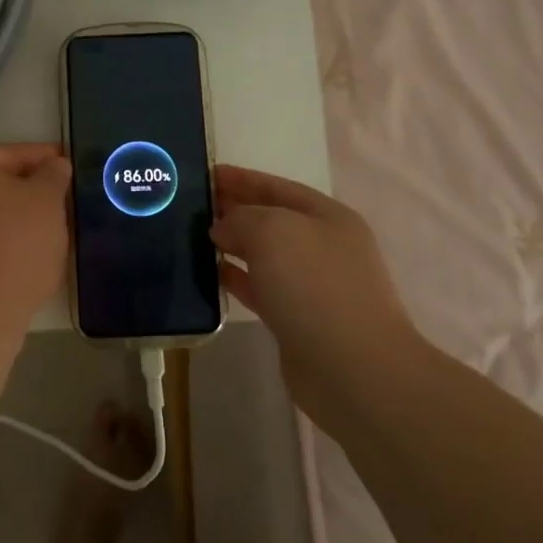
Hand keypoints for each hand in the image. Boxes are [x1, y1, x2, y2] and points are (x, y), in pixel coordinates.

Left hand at [0, 143, 71, 322]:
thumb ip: (53, 175)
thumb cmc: (15, 243)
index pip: (9, 153)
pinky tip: (21, 251)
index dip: (42, 157)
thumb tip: (54, 165)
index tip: (65, 164)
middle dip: (25, 186)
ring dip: (10, 214)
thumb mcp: (47, 200)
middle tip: (57, 196)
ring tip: (45, 227)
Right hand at [212, 166, 420, 423]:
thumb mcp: (272, 231)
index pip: (276, 186)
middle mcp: (323, 246)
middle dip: (233, 209)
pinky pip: (259, 288)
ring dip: (231, 244)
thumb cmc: (315, 286)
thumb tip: (223, 228)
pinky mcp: (297, 319)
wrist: (353, 369)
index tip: (204, 173)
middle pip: (270, 219)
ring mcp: (312, 285)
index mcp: (327, 216)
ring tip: (191, 236)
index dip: (241, 178)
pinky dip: (235, 277)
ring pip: (263, 254)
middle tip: (190, 205)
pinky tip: (208, 273)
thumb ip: (241, 218)